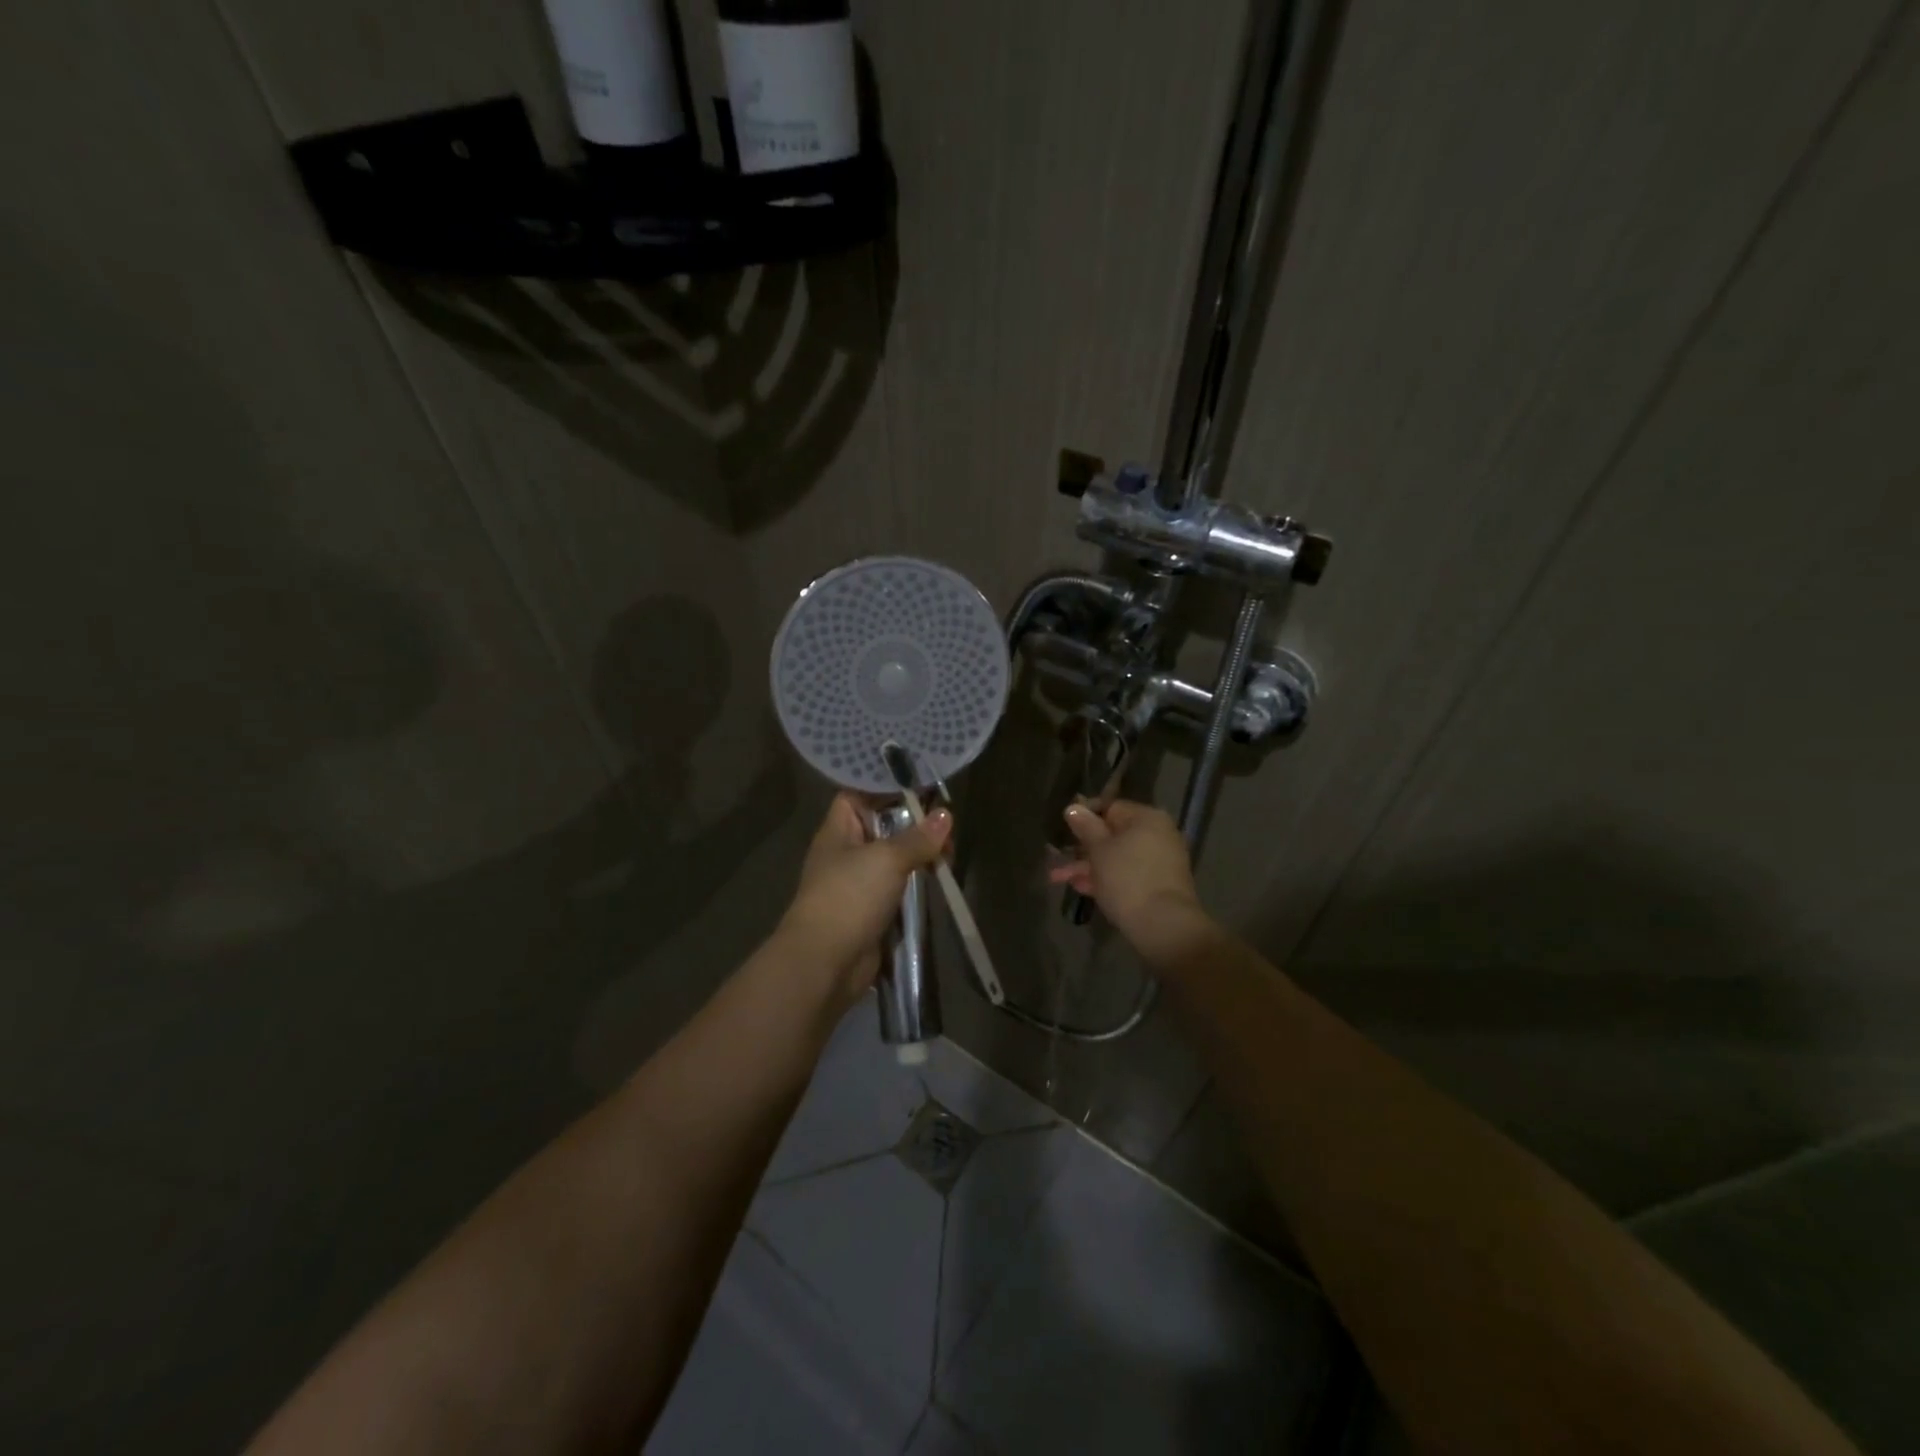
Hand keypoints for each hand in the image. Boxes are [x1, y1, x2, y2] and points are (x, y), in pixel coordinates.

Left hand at [779, 793, 951, 1005]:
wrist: (825, 962)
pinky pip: (898, 889)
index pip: (858, 796)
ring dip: (920, 856)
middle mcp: (846, 853)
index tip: (920, 784)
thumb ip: (918, 838)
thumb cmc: (849, 897)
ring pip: (894, 860)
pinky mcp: (872, 912)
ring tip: (950, 852)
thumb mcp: (887, 859)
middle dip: (914, 824)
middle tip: (947, 825)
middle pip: (882, 828)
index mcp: (838, 831)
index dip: (885, 787)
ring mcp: (859, 884)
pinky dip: (917, 885)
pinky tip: (940, 879)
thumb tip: (946, 816)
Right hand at [1048, 799, 1204, 941]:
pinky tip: (1081, 888)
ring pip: (1117, 857)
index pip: (1110, 807)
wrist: (1163, 925)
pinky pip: (1127, 873)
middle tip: (1056, 856)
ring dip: (1087, 866)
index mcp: (1146, 818)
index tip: (1064, 828)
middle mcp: (1157, 834)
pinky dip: (1106, 878)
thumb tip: (1074, 807)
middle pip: (1113, 834)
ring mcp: (1159, 860)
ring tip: (1058, 878)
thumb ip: (1085, 826)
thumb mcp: (1099, 849)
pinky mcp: (1158, 884)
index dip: (1084, 817)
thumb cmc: (1127, 878)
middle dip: (1082, 847)